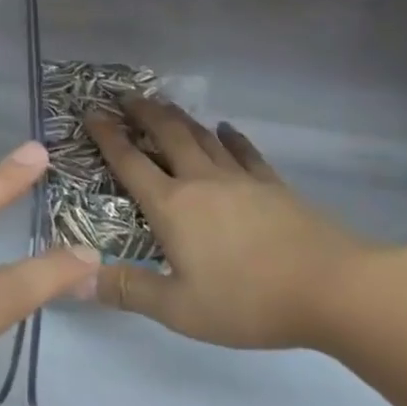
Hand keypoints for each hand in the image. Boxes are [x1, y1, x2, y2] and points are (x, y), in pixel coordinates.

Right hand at [85, 97, 381, 350]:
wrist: (332, 288)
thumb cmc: (248, 300)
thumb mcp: (180, 308)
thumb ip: (128, 290)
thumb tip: (74, 281)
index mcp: (172, 206)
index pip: (130, 162)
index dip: (107, 137)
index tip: (91, 113)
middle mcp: (201, 181)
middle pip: (167, 135)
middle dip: (143, 113)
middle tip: (125, 96)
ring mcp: (240, 179)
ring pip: (202, 136)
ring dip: (179, 117)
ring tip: (163, 104)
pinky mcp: (273, 185)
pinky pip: (244, 151)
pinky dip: (230, 136)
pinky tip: (225, 129)